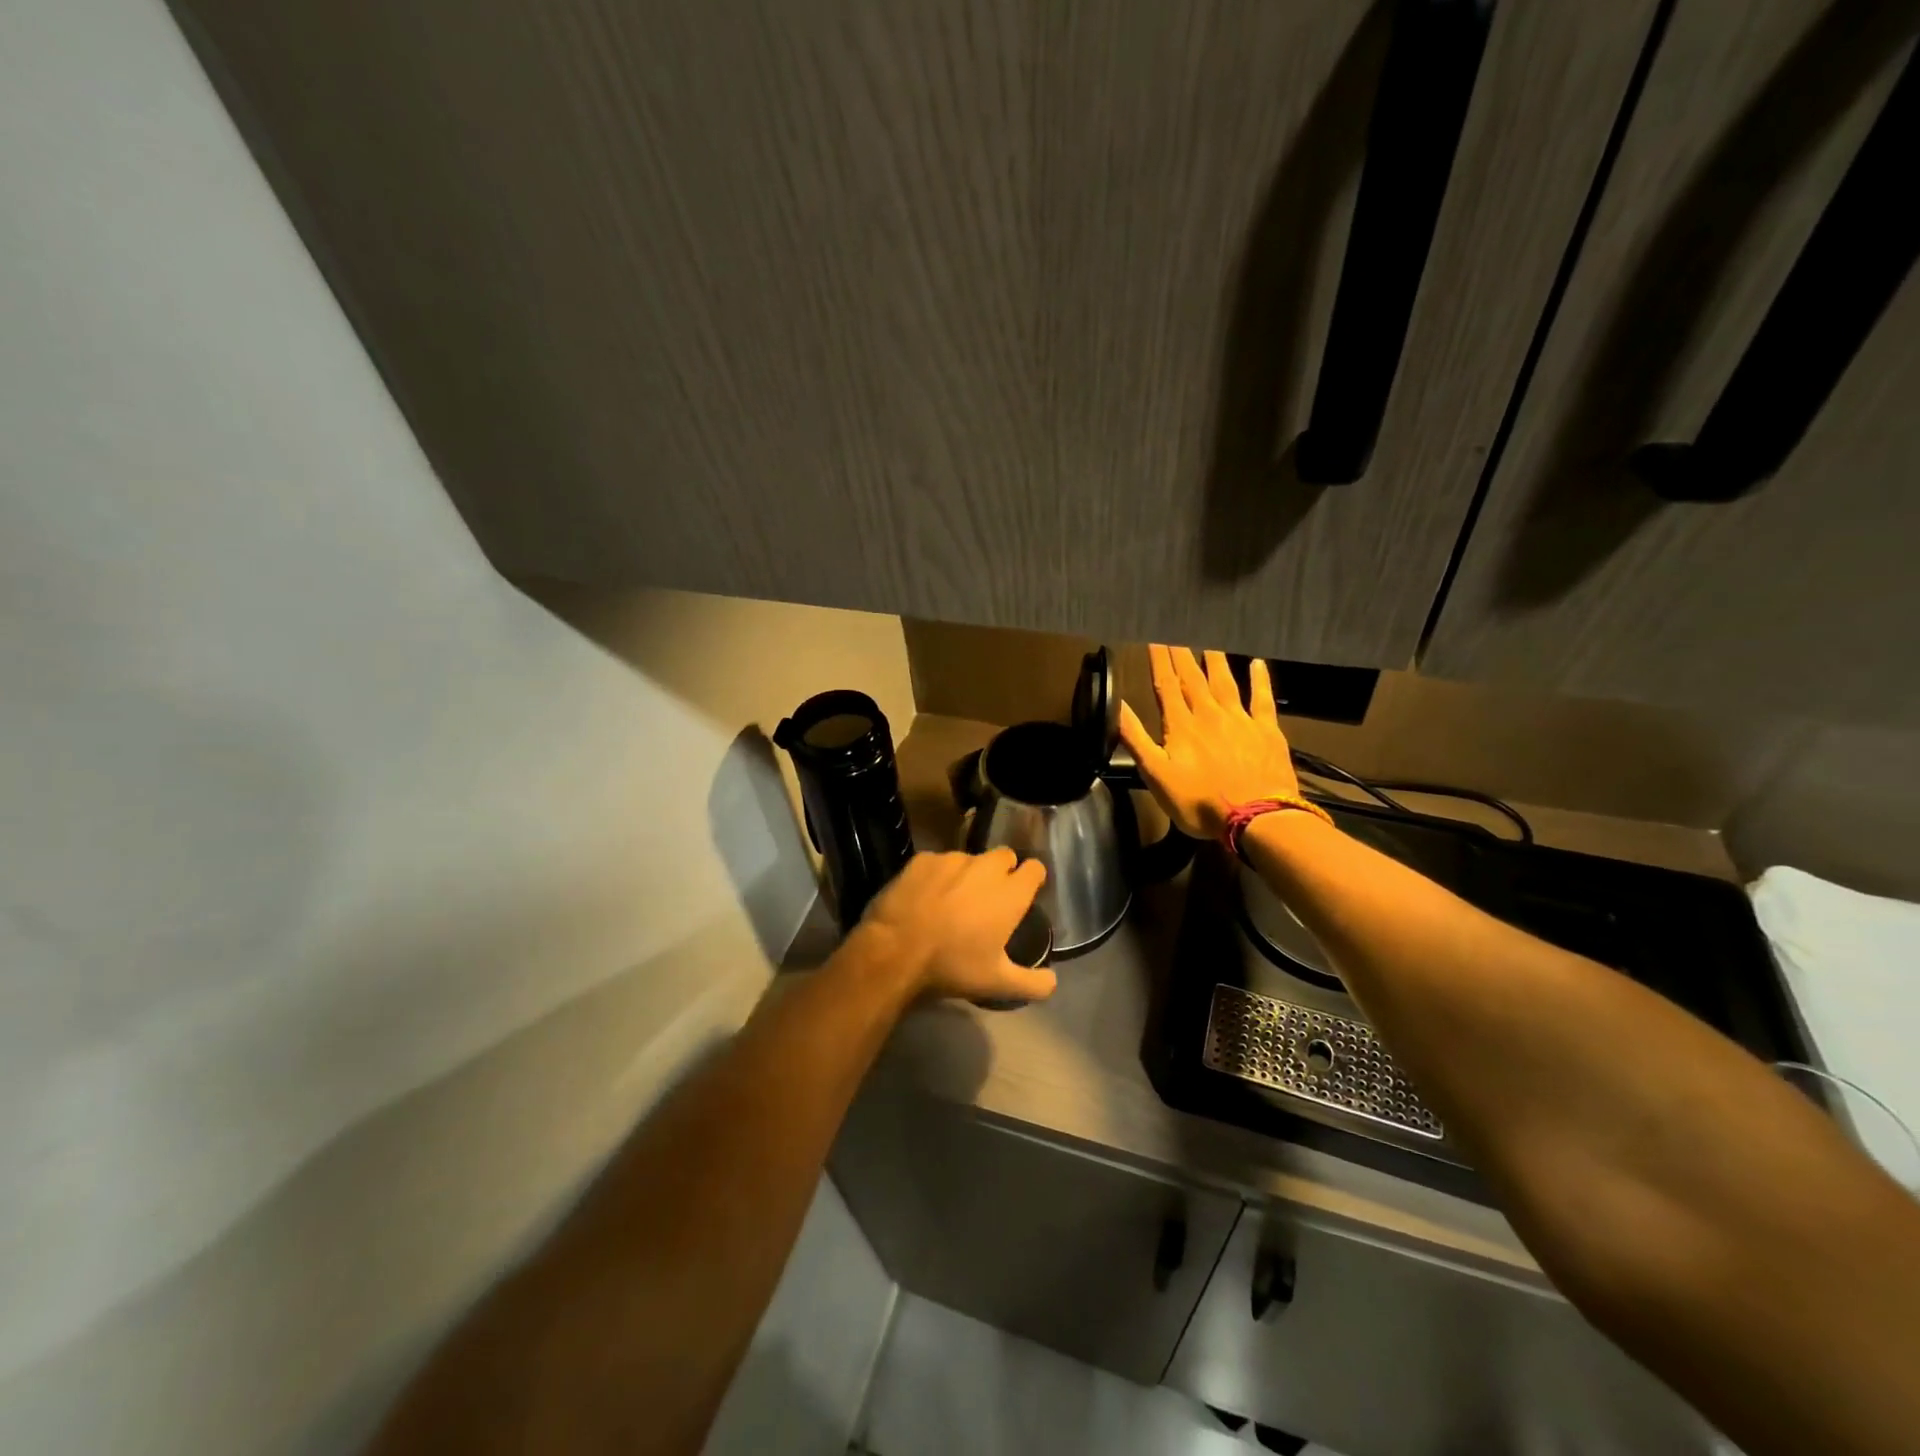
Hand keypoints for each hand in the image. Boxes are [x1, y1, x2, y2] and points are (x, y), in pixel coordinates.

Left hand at [856, 848, 1054, 1004]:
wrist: (895, 950)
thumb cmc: (953, 965)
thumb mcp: (997, 983)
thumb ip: (1032, 983)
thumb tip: (1053, 982)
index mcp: (1010, 893)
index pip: (1035, 868)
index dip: (1032, 878)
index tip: (1025, 893)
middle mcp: (986, 868)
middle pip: (1005, 856)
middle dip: (1003, 870)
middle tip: (990, 897)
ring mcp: (952, 859)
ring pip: (970, 858)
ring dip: (969, 873)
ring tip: (954, 899)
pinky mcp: (923, 859)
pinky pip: (939, 862)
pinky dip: (938, 875)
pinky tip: (926, 896)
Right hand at [1119, 645, 1300, 838]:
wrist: (1256, 817)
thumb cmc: (1199, 802)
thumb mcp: (1156, 776)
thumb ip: (1136, 739)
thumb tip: (1118, 706)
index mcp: (1181, 726)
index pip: (1165, 685)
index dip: (1159, 661)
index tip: (1154, 637)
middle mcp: (1209, 714)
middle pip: (1193, 678)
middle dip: (1182, 654)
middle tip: (1177, 631)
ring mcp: (1240, 720)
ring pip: (1225, 682)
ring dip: (1215, 660)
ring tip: (1209, 641)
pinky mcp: (1266, 731)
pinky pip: (1262, 699)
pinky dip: (1260, 679)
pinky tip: (1258, 664)